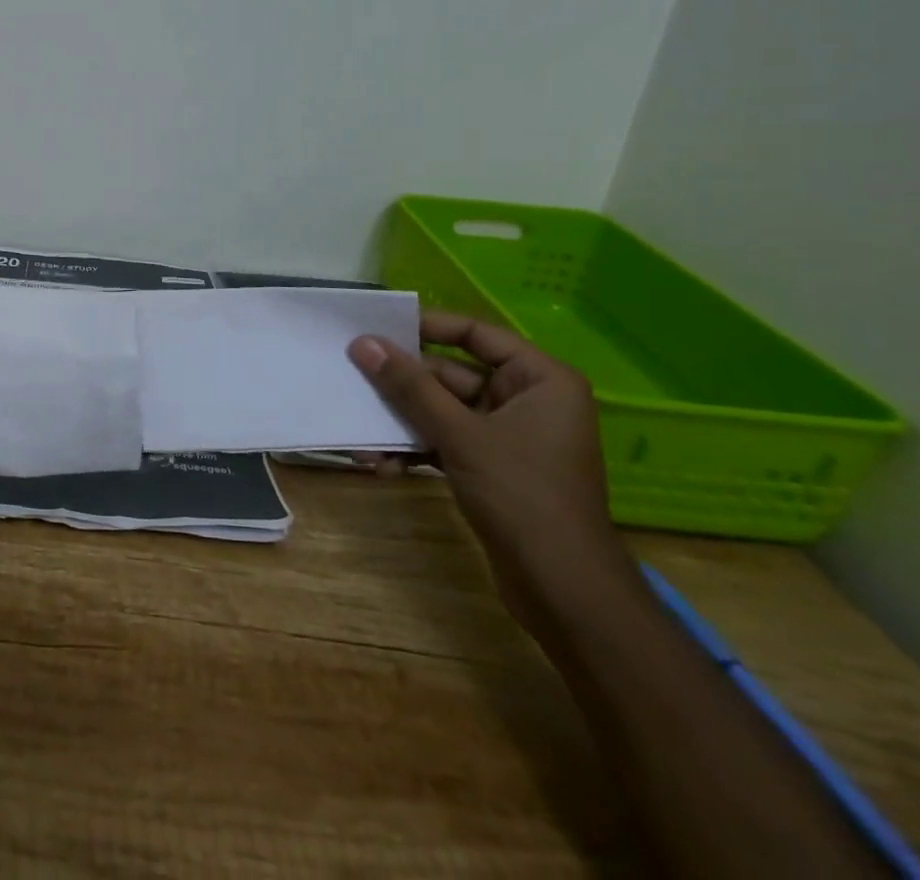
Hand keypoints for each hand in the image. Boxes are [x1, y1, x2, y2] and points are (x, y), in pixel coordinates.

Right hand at [348, 311, 633, 631]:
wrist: (564, 591)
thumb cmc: (522, 495)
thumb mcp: (460, 434)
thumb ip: (409, 386)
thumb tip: (363, 344)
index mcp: (540, 379)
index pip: (475, 333)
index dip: (426, 327)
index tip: (377, 329)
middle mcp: (528, 399)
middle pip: (452, 374)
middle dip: (403, 386)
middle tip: (354, 380)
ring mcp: (510, 435)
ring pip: (443, 410)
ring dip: (403, 422)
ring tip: (362, 435)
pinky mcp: (493, 466)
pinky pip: (447, 441)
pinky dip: (417, 449)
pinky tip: (382, 465)